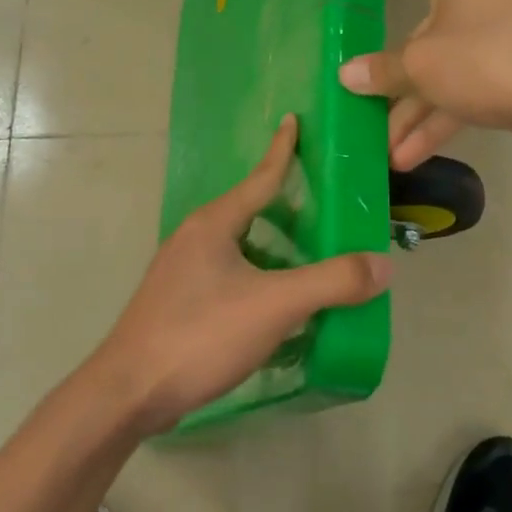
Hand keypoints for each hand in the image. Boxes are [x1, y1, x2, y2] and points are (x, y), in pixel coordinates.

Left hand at [89, 116, 391, 435]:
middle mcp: (194, 239)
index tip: (293, 119)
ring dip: (276, 251)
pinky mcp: (180, 304)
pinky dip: (260, 280)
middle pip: (250, 212)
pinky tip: (279, 307)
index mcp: (214, 224)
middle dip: (287, 208)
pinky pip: (231, 278)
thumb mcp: (274, 305)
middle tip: (327, 208)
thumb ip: (332, 282)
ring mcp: (182, 273)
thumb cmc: (200, 334)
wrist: (129, 392)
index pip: (259, 178)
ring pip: (241, 249)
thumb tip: (383, 264)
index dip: (282, 150)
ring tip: (313, 260)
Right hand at [338, 0, 511, 168]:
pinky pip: (465, 87)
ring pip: (443, 69)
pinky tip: (410, 156)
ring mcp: (499, 29)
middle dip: (392, 81)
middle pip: (420, 33)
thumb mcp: (422, 65)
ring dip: (413, 113)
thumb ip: (382, 70)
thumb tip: (347, 74)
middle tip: (359, 104)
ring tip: (383, 151)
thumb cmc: (487, 58)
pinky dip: (440, 117)